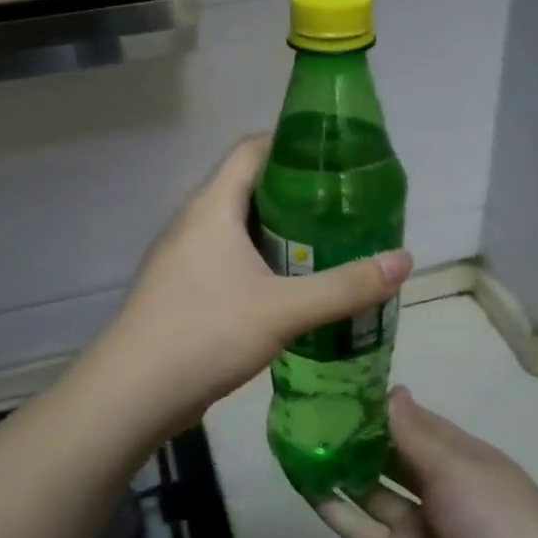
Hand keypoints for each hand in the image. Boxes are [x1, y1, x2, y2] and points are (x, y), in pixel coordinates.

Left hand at [100, 135, 411, 437]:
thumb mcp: (284, 310)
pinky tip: (292, 287)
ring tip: (329, 245)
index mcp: (212, 206)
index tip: (338, 158)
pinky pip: (229, 258)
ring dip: (281, 233)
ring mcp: (184, 256)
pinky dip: (262, 262)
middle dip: (298, 194)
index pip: (252, 149)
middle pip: (250, 187)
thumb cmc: (205, 333)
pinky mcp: (184, 288)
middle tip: (346, 208)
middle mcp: (194, 221)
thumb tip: (405, 260)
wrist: (132, 394)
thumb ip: (345, 287)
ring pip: (240, 227)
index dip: (293, 144)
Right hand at [317, 388, 537, 537]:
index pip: (418, 423)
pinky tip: (304, 484)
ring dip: (341, 467)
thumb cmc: (497, 520)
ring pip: (372, 490)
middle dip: (358, 435)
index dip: (385, 407)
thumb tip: (392, 391)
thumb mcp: (457, 466)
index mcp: (463, 458)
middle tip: (312, 410)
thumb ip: (414, 433)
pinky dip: (334, 508)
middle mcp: (440, 487)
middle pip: (392, 455)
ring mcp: (419, 526)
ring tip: (299, 440)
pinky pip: (361, 528)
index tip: (344, 385)